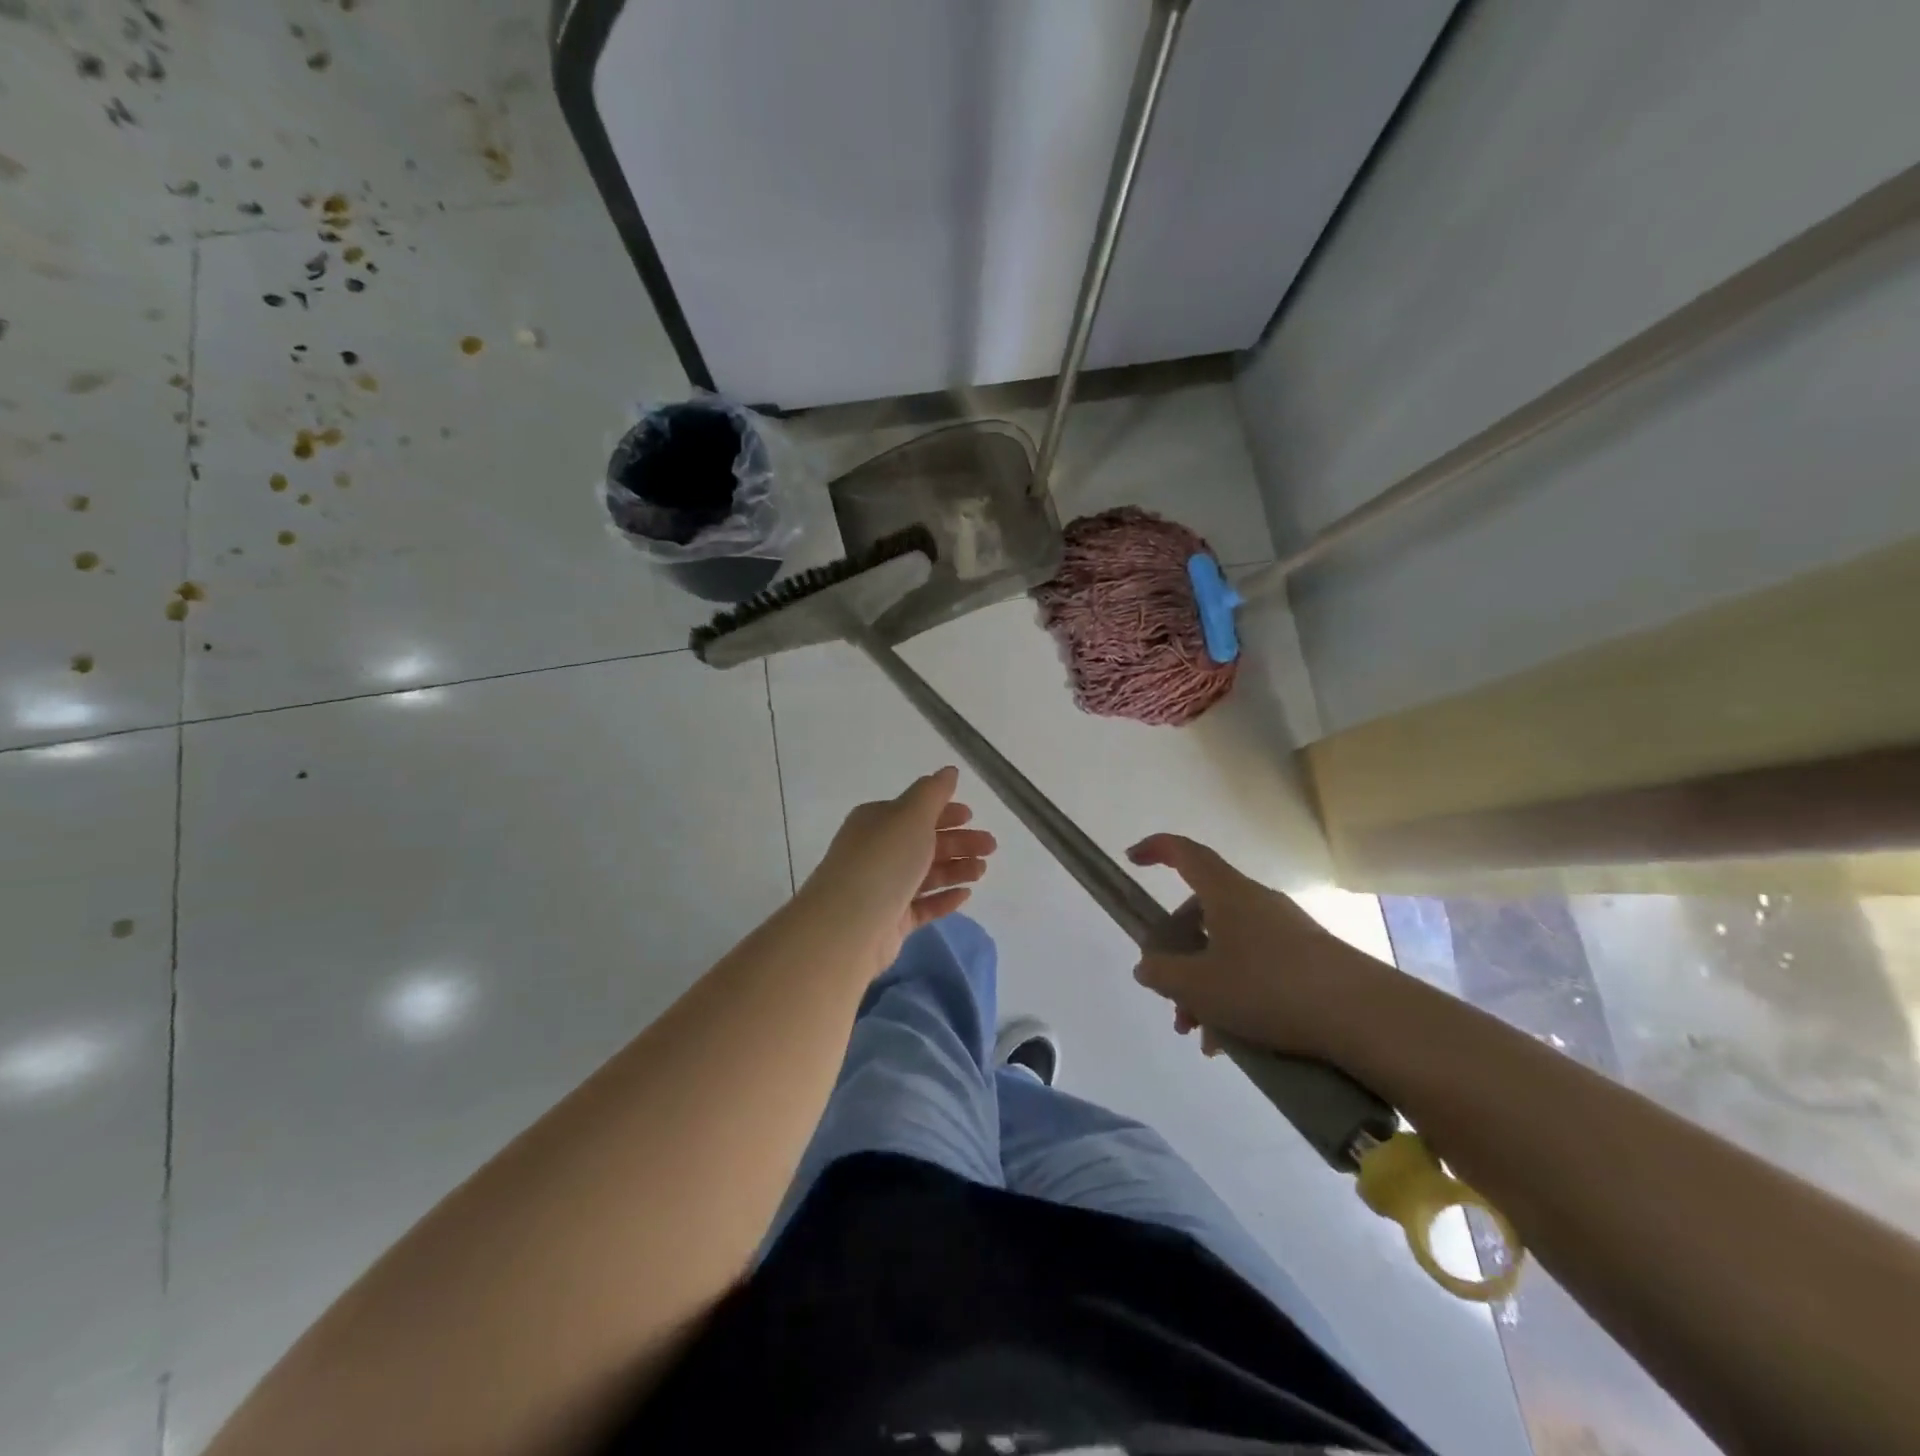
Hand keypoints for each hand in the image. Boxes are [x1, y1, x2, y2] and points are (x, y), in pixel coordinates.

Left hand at [801, 767, 997, 977]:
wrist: (849, 926)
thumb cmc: (883, 861)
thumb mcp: (911, 816)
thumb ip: (933, 793)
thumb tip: (949, 771)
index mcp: (876, 822)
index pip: (914, 811)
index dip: (944, 811)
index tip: (972, 815)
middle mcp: (878, 852)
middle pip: (924, 842)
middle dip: (959, 842)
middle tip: (990, 846)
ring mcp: (883, 888)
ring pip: (926, 874)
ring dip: (956, 868)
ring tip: (982, 870)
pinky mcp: (891, 921)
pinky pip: (923, 905)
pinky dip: (944, 898)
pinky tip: (966, 895)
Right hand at [1127, 833, 1394, 1061]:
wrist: (1364, 1017)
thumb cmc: (1268, 988)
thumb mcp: (1199, 986)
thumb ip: (1162, 973)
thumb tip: (1147, 965)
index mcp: (1226, 893)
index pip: (1185, 853)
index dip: (1156, 849)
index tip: (1133, 860)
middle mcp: (1255, 902)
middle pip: (1202, 913)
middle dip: (1178, 954)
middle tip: (1171, 998)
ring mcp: (1285, 930)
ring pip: (1228, 948)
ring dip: (1206, 986)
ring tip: (1202, 1035)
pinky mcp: (1308, 960)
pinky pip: (1256, 969)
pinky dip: (1236, 996)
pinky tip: (1235, 1042)